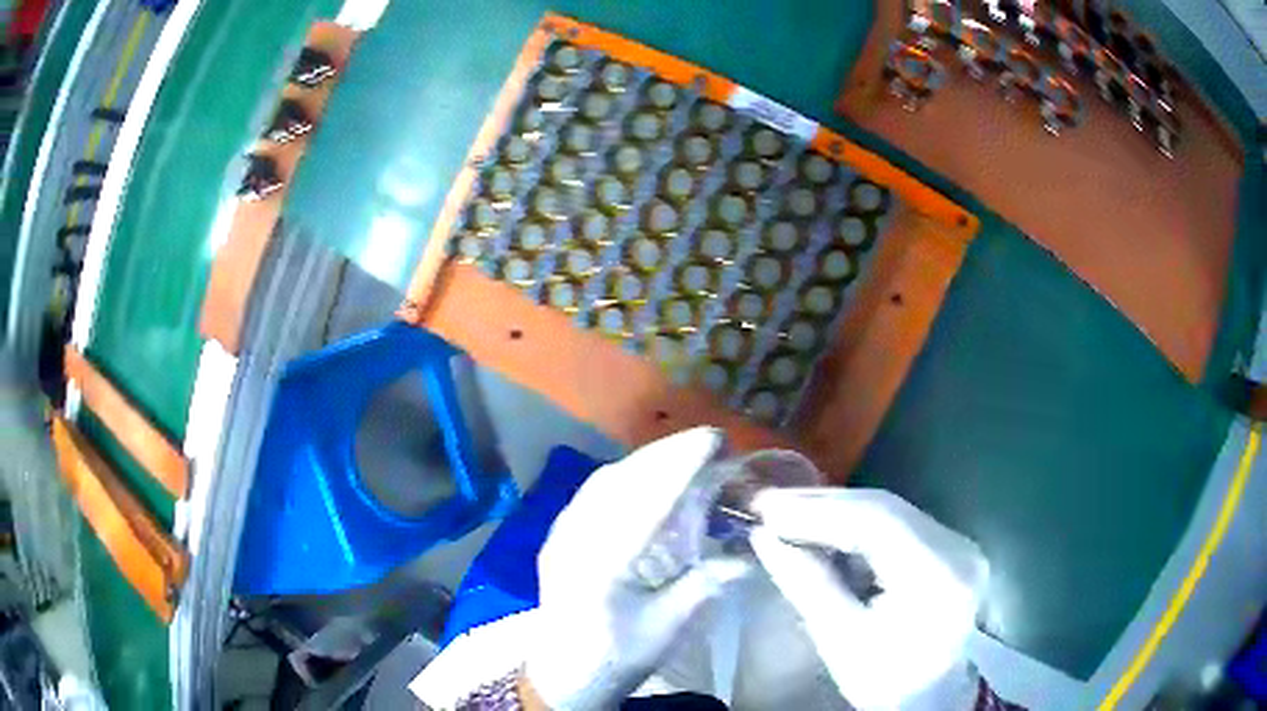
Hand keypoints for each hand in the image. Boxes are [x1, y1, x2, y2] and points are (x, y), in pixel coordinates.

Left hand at [524, 428, 749, 709]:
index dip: (683, 464)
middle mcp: (576, 537)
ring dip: (648, 460)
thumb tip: (748, 552)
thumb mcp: (668, 628)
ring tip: (686, 453)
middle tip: (711, 442)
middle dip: (668, 453)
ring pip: (606, 480)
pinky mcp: (560, 534)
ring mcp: (562, 532)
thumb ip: (706, 585)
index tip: (716, 440)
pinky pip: (594, 491)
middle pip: (624, 479)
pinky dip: (627, 475)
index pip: (647, 500)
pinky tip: (648, 477)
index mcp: (603, 563)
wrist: (563, 674)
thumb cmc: (617, 656)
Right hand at [749, 488, 987, 709]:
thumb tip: (763, 536)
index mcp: (937, 576)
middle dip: (823, 505)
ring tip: (787, 513)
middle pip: (884, 509)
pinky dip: (857, 525)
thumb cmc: (883, 679)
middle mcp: (958, 548)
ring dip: (837, 511)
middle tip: (769, 503)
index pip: (876, 522)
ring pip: (890, 512)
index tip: (766, 510)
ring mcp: (959, 544)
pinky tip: (823, 528)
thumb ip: (805, 582)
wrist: (929, 698)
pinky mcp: (951, 548)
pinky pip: (899, 525)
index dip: (818, 511)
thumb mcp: (839, 639)